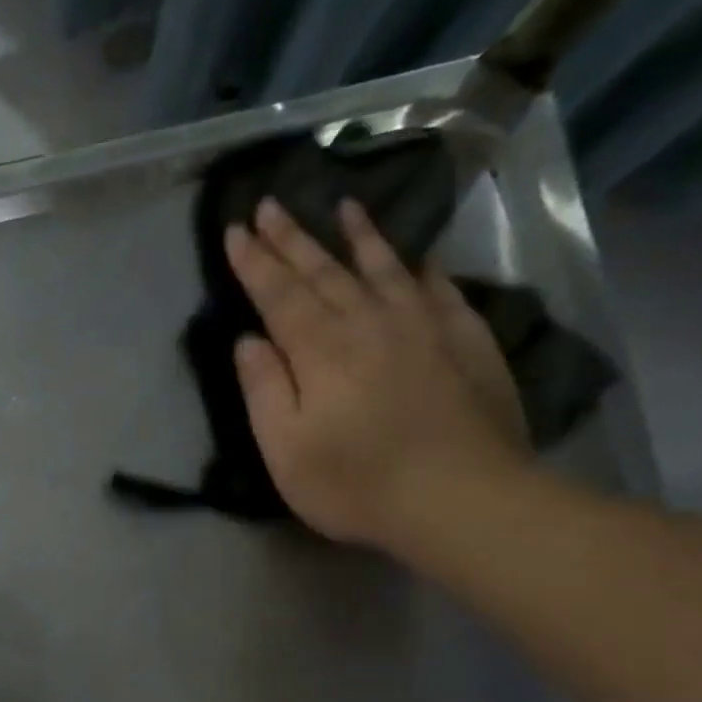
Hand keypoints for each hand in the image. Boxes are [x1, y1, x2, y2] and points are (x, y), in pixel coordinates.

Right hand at [225, 197, 530, 550]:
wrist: (460, 497)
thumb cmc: (354, 483)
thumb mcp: (286, 449)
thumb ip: (266, 390)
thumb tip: (249, 341)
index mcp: (320, 351)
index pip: (280, 295)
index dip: (255, 263)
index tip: (236, 229)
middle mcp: (369, 324)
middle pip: (325, 272)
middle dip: (293, 239)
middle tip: (271, 204)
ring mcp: (423, 327)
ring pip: (383, 268)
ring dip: (358, 237)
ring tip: (342, 206)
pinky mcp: (464, 340)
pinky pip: (437, 289)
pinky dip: (420, 267)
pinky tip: (415, 255)